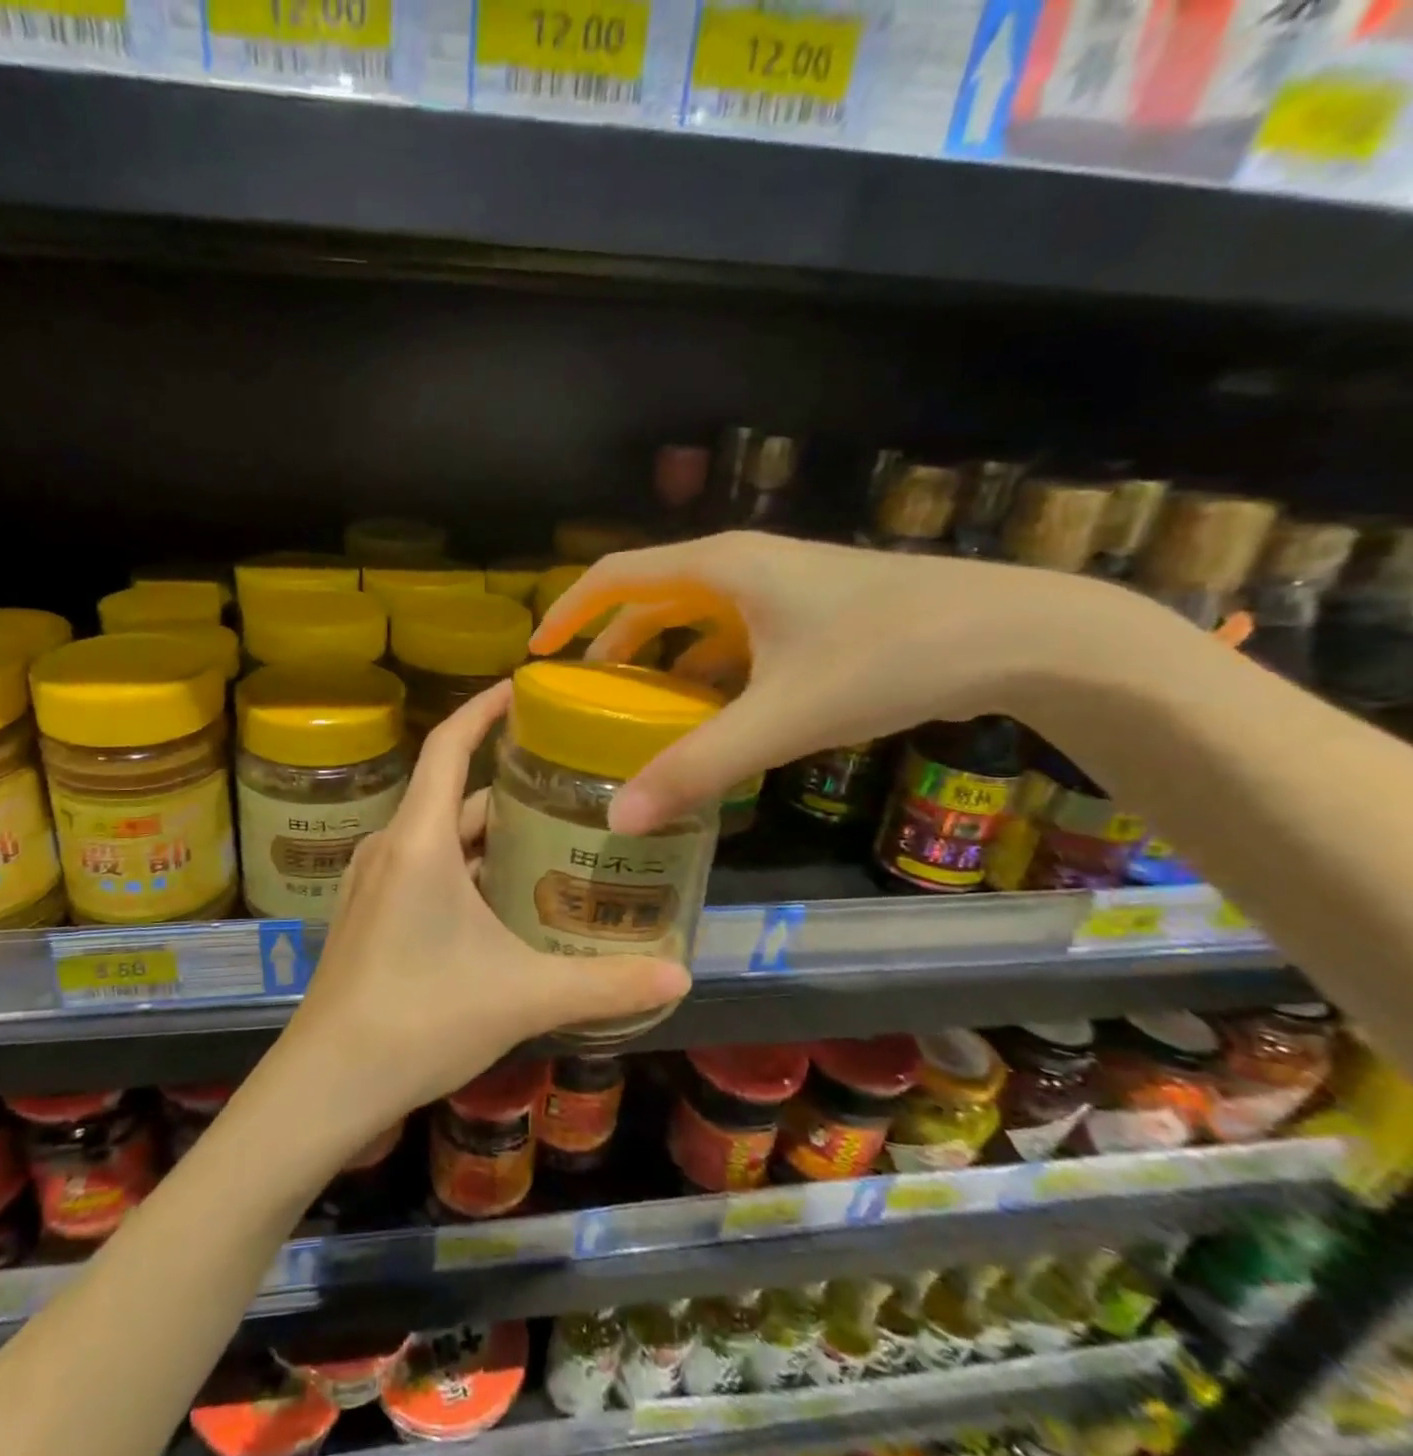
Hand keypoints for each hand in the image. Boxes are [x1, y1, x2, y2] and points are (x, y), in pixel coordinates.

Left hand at [273, 680, 689, 1143]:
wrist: (325, 1083)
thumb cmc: (419, 1019)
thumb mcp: (522, 997)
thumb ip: (604, 984)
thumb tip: (680, 976)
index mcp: (419, 841)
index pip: (448, 744)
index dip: (482, 708)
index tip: (521, 688)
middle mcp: (390, 847)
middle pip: (451, 793)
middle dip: (505, 783)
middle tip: (566, 782)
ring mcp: (373, 882)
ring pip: (438, 836)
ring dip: (487, 833)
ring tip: (548, 837)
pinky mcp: (368, 914)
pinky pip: (422, 867)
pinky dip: (464, 866)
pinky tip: (504, 899)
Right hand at [530, 530, 1171, 835]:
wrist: (1022, 634)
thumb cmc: (888, 656)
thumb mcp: (781, 717)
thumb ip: (697, 767)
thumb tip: (620, 820)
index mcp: (721, 566)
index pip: (615, 573)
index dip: (568, 610)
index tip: (536, 652)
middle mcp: (744, 565)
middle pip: (651, 595)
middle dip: (610, 642)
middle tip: (582, 694)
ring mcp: (783, 586)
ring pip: (695, 617)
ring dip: (660, 657)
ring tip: (638, 709)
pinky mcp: (813, 611)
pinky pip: (735, 635)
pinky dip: (707, 668)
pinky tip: (712, 712)